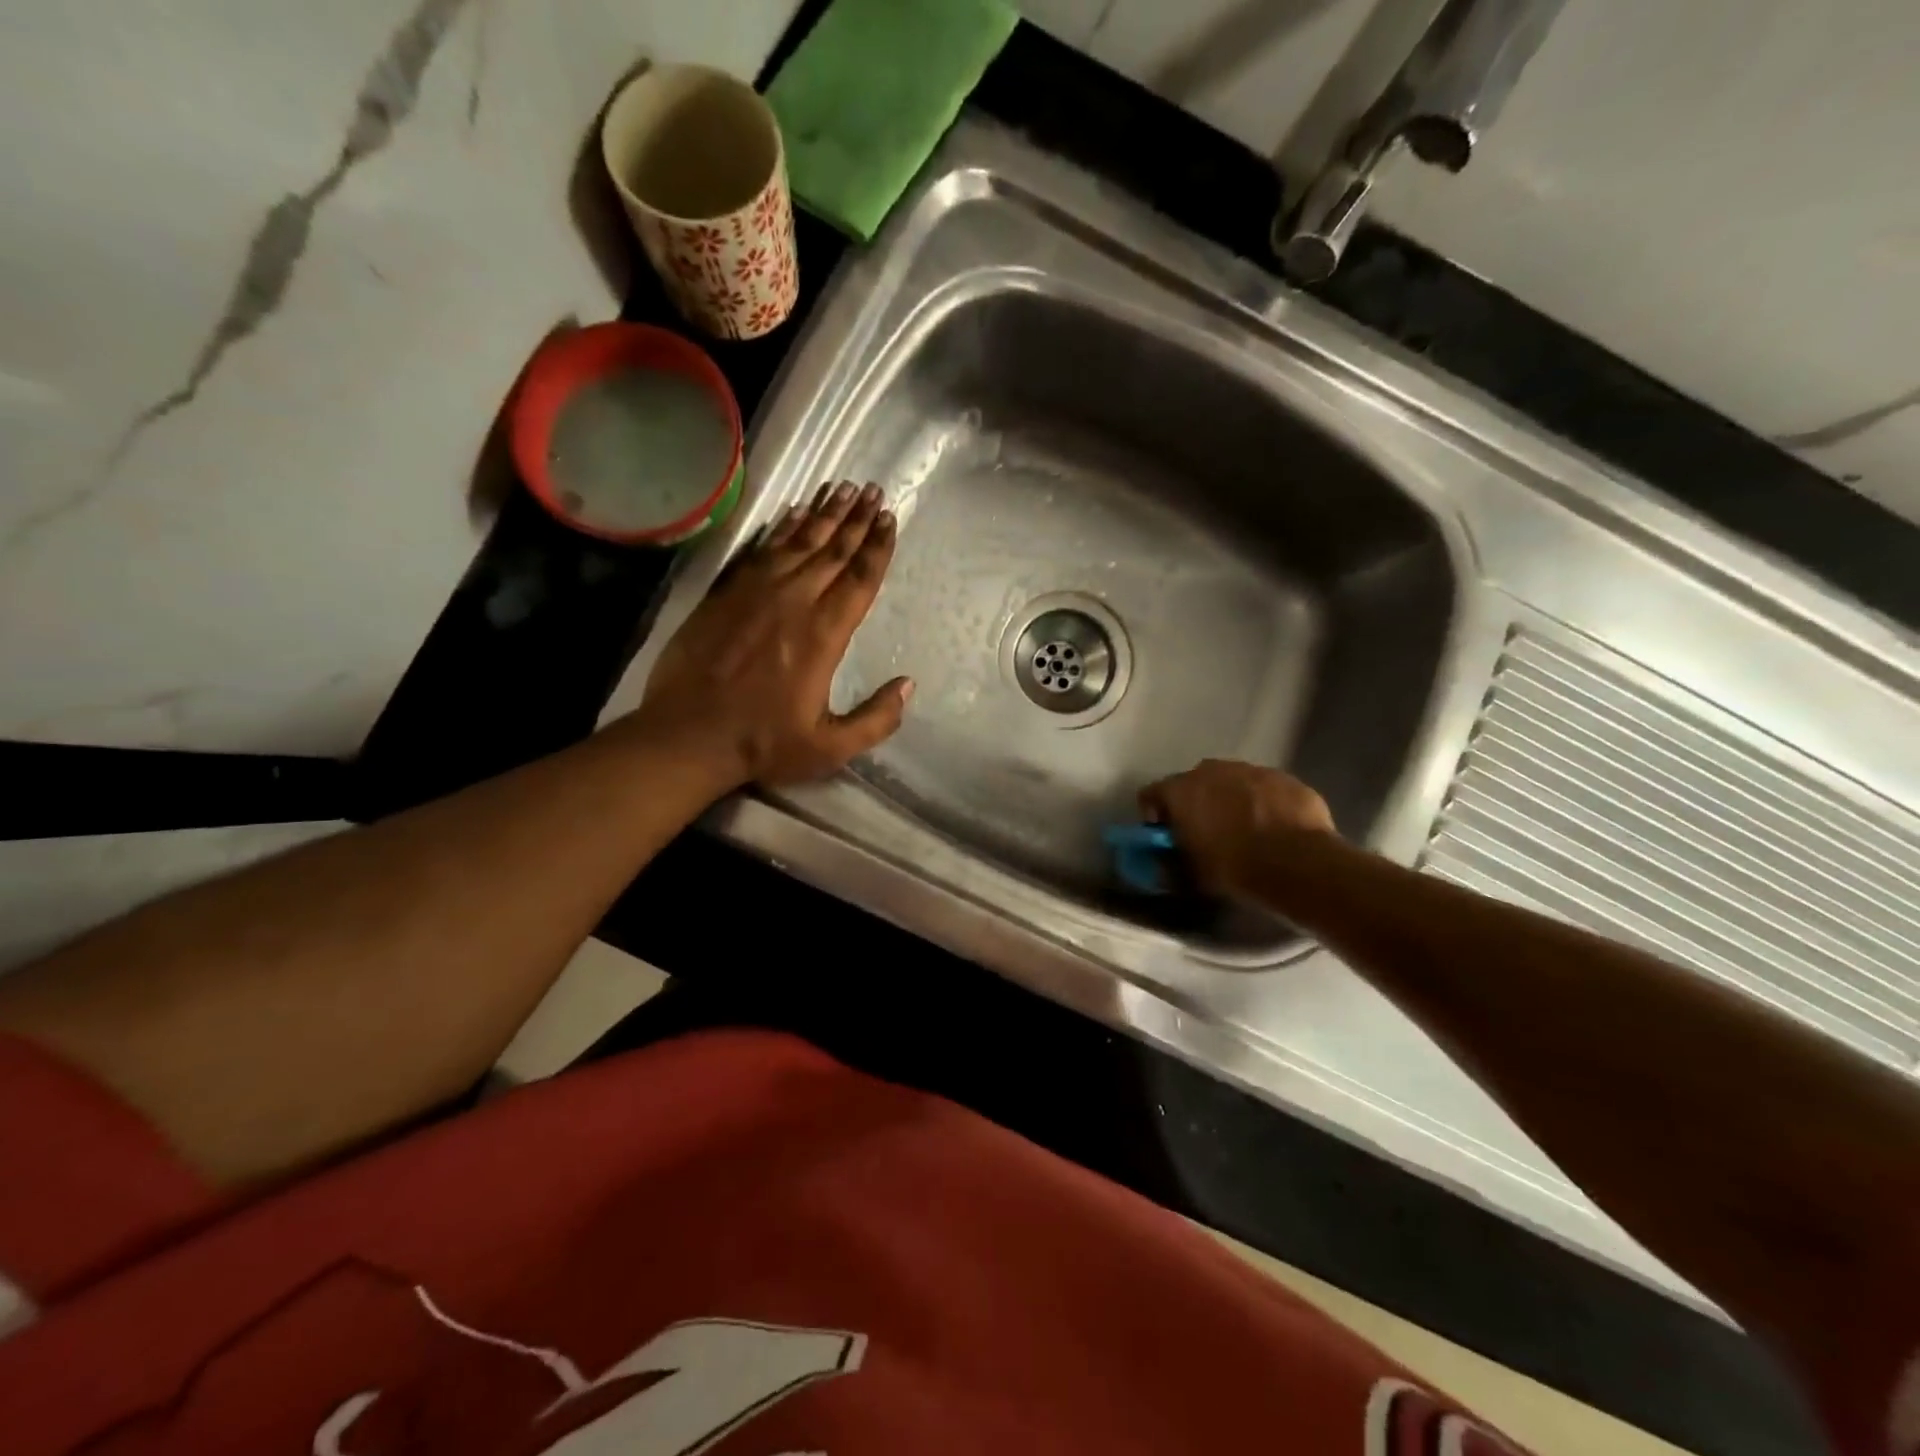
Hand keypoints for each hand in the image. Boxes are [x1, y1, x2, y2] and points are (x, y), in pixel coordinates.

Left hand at [633, 481, 911, 788]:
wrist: (687, 736)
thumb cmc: (763, 743)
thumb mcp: (831, 747)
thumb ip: (876, 719)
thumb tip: (908, 685)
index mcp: (824, 635)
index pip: (859, 579)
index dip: (877, 547)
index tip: (890, 519)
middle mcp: (793, 602)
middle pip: (832, 551)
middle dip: (856, 519)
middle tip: (873, 491)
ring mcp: (755, 593)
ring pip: (797, 542)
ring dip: (823, 514)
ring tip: (842, 488)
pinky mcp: (725, 594)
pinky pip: (760, 550)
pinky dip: (781, 528)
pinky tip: (793, 512)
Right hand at [1139, 760, 1335, 898]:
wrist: (1297, 863)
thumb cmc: (1233, 867)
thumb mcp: (1192, 873)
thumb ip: (1172, 862)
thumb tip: (1164, 863)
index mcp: (1180, 790)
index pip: (1150, 794)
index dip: (1154, 815)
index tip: (1164, 835)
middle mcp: (1211, 770)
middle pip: (1192, 783)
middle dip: (1195, 803)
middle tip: (1204, 832)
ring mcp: (1251, 769)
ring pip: (1231, 781)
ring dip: (1230, 799)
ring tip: (1243, 829)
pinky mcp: (1284, 778)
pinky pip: (1264, 788)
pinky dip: (1263, 802)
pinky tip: (1273, 827)